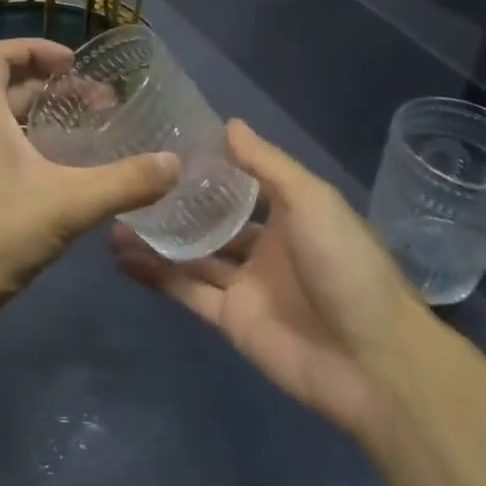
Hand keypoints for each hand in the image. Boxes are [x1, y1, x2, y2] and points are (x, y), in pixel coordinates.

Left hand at [0, 38, 178, 347]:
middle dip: (58, 91)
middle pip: (12, 91)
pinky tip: (78, 181)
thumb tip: (174, 164)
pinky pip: (13, 162)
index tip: (74, 62)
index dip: (34, 48)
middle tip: (104, 105)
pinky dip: (44, 158)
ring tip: (98, 138)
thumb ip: (124, 182)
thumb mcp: (66, 204)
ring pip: (14, 130)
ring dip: (53, 126)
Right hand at [112, 120, 431, 441]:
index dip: (212, 167)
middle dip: (177, 205)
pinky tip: (122, 257)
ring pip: (193, 255)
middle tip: (131, 183)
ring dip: (158, 239)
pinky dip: (156, 276)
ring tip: (114, 217)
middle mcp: (267, 245)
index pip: (244, 183)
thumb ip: (268, 165)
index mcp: (291, 213)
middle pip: (213, 220)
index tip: (169, 147)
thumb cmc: (345, 265)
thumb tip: (230, 124)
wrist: (372, 361)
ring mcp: (246, 284)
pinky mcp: (230, 320)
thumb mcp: (312, 200)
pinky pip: (186, 292)